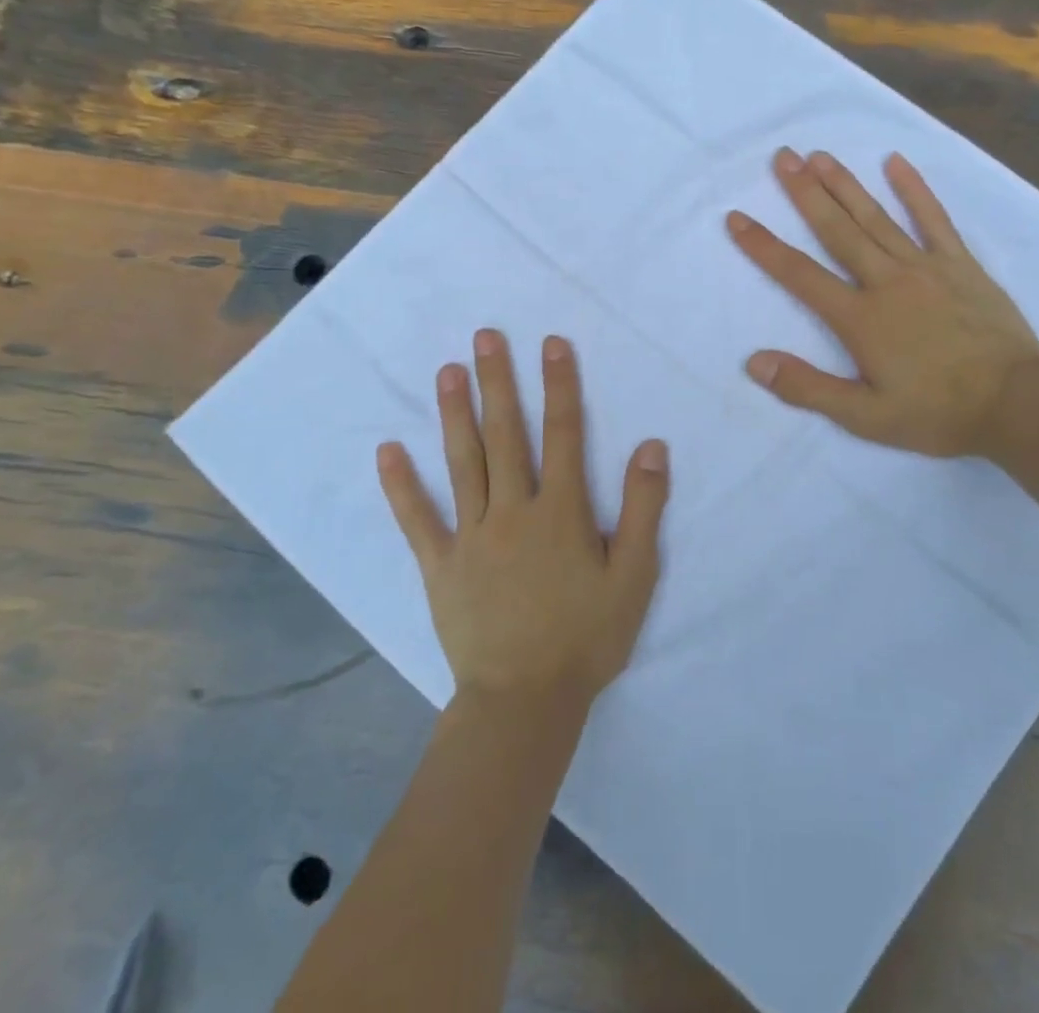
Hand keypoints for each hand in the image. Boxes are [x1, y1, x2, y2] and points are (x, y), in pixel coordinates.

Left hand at [377, 330, 668, 705]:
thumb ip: (643, 508)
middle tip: (485, 337)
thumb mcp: (634, 576)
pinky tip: (387, 450)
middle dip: (499, 382)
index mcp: (561, 511)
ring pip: (463, 463)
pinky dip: (401, 485)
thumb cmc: (587, 637)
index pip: (563, 434)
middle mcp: (514, 510)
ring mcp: (471, 535)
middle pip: (506, 435)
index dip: (560, 385)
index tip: (551, 343)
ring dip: (455, 414)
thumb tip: (650, 446)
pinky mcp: (440, 565)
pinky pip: (418, 519)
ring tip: (447, 372)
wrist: (526, 701)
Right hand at [727, 148, 1038, 459]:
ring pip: (877, 217)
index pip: (800, 275)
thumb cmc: (938, 413)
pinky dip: (915, 189)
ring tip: (819, 155)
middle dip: (805, 192)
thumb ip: (809, 388)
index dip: (764, 247)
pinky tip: (896, 161)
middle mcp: (887, 281)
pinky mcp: (961, 265)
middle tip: (782, 157)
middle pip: (837, 230)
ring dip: (845, 184)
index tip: (737, 218)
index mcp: (860, 317)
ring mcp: (927, 267)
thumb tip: (755, 362)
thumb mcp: (866, 416)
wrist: (1018, 403)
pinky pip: (935, 219)